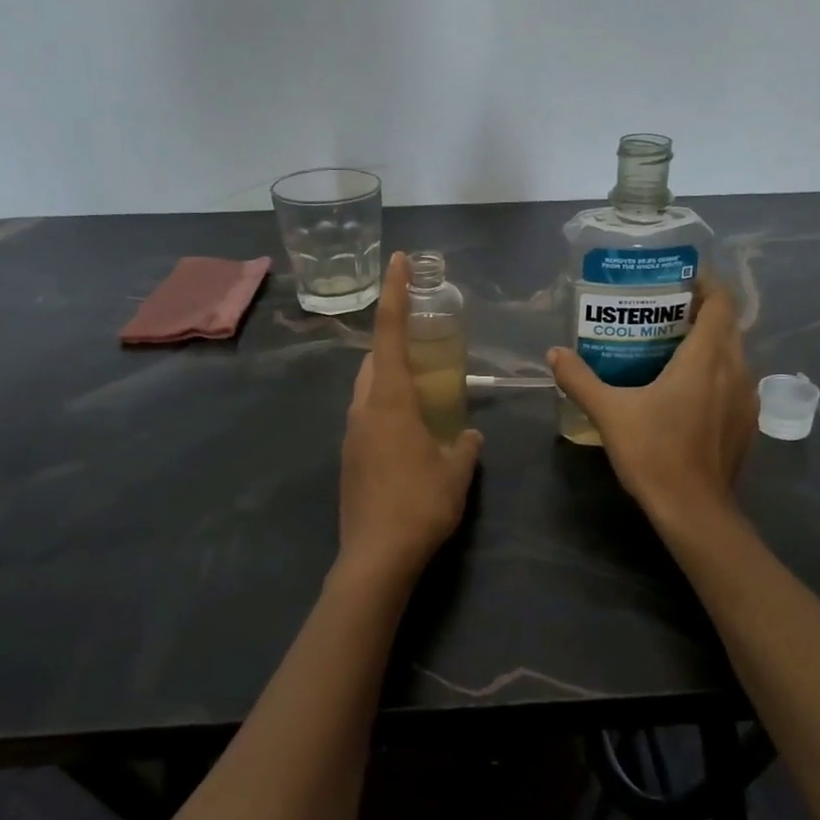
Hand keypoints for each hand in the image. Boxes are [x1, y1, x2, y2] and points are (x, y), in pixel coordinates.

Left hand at [336, 253, 483, 593]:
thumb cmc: (420, 506)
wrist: (375, 558)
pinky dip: (385, 410)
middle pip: (374, 361)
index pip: (391, 335)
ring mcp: (351, 436)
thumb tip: (471, 435)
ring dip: (389, 380)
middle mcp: (363, 410)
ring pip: (367, 391)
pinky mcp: (348, 460)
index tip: (397, 260)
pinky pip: (367, 419)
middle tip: (423, 342)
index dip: (395, 295)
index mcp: (390, 402)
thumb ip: (466, 447)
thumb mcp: (456, 473)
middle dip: (394, 343)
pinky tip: (409, 435)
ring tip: (420, 390)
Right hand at [548, 275, 756, 526]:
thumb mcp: (610, 413)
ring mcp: (746, 398)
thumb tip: (554, 353)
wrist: (694, 511)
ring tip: (672, 347)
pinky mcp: (746, 423)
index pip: (720, 302)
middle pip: (727, 325)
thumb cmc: (654, 453)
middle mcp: (736, 370)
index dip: (705, 284)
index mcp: (707, 358)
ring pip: (734, 354)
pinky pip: (735, 381)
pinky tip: (687, 390)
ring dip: (710, 343)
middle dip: (701, 312)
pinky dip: (716, 372)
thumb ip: (580, 379)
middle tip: (663, 312)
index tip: (678, 281)